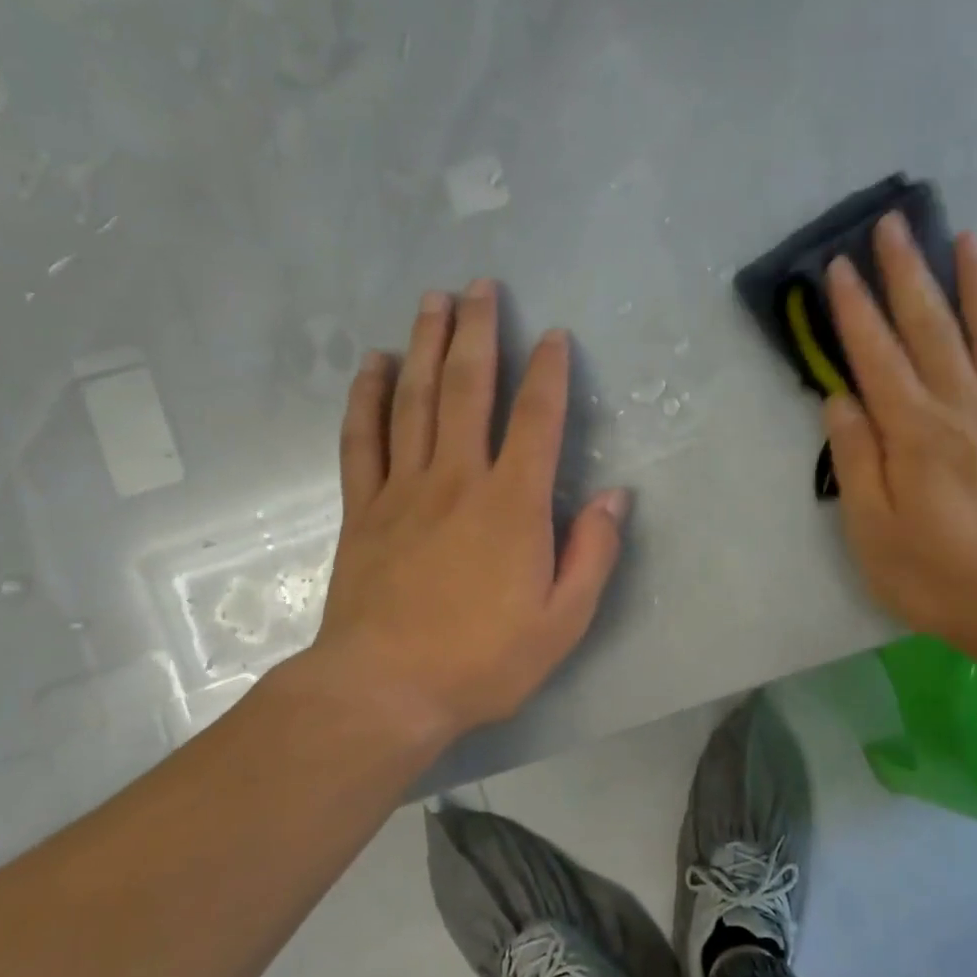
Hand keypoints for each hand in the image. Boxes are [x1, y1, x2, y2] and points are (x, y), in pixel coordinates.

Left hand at [293, 281, 628, 749]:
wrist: (385, 691)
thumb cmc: (483, 660)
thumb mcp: (564, 621)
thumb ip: (593, 553)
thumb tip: (615, 497)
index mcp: (512, 505)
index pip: (538, 420)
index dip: (550, 373)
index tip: (555, 336)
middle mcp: (457, 479)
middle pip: (469, 389)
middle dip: (480, 332)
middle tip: (482, 286)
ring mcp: (404, 489)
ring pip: (416, 400)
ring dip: (427, 345)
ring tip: (434, 301)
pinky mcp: (363, 508)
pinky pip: (362, 438)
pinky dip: (368, 396)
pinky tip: (375, 364)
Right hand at [823, 213, 976, 650]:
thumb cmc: (935, 574)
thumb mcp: (871, 530)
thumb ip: (855, 459)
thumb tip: (840, 400)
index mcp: (914, 432)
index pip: (877, 356)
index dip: (856, 309)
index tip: (839, 266)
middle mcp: (962, 409)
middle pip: (932, 329)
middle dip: (908, 274)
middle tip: (894, 225)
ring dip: (975, 283)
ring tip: (966, 238)